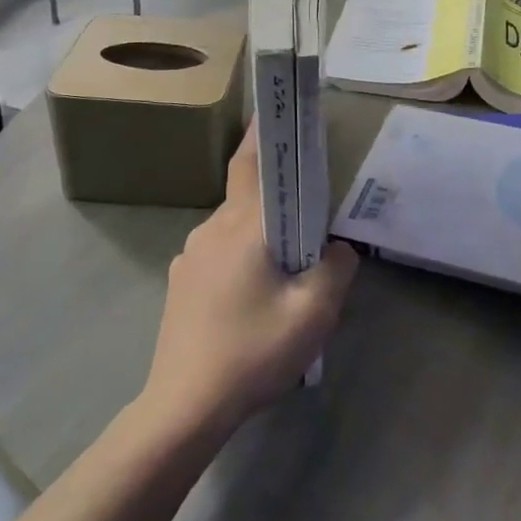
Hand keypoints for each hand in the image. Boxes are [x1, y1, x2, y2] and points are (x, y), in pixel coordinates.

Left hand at [142, 125, 357, 430]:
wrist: (184, 409)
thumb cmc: (252, 351)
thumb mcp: (314, 312)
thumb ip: (336, 268)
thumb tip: (339, 247)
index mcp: (242, 226)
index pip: (252, 162)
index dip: (266, 132)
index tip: (280, 111)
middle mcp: (211, 230)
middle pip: (249, 196)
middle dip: (280, 197)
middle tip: (312, 215)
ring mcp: (190, 257)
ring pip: (236, 229)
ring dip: (263, 235)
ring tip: (289, 269)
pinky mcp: (181, 284)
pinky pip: (221, 254)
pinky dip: (244, 259)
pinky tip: (257, 298)